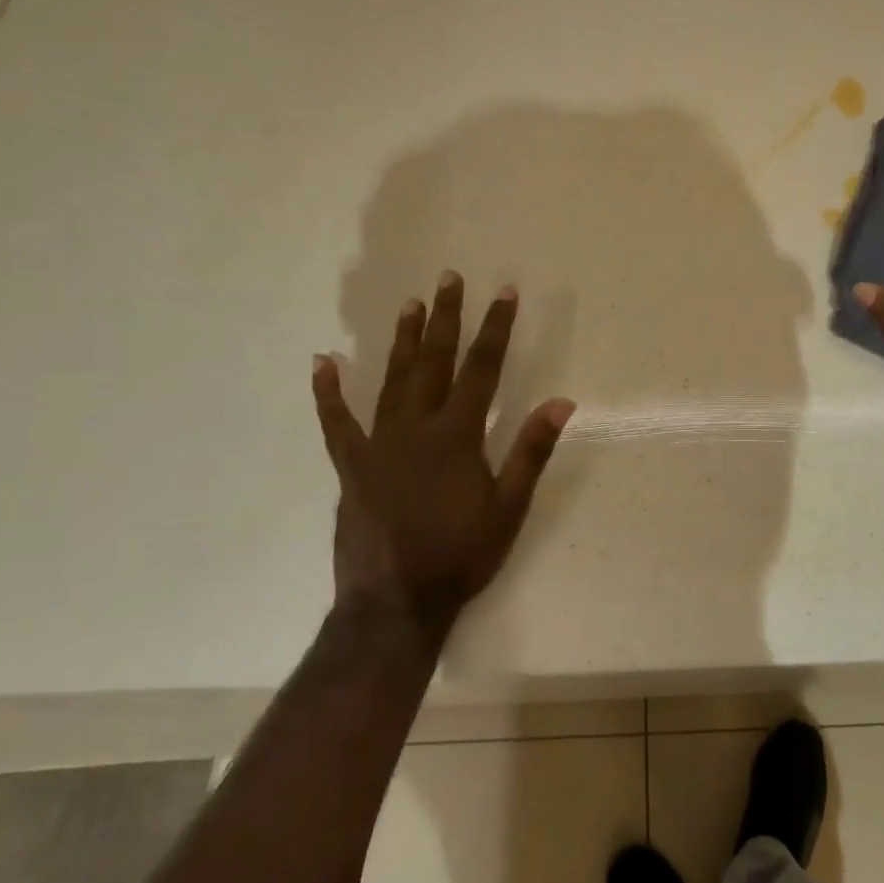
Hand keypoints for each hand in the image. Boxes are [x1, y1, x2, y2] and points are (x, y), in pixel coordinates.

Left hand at [311, 273, 574, 636]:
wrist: (396, 603)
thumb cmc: (462, 555)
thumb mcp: (510, 507)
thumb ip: (531, 450)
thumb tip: (561, 401)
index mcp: (458, 435)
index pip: (483, 368)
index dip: (496, 328)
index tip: (504, 292)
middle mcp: (416, 427)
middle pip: (434, 361)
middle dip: (445, 318)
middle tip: (448, 279)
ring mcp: (379, 444)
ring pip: (392, 380)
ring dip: (402, 340)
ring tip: (410, 304)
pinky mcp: (351, 465)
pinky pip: (336, 422)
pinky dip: (328, 392)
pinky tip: (322, 362)